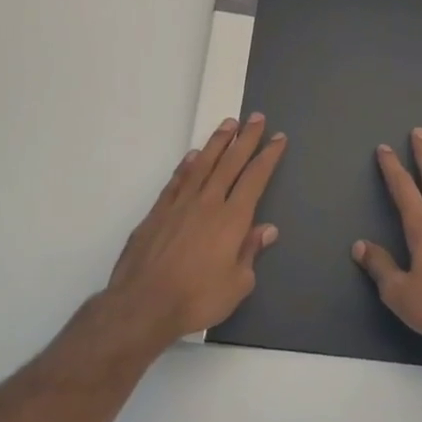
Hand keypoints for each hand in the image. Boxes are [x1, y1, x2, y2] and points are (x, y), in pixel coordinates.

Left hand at [106, 114, 287, 343]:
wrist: (144, 304)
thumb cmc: (198, 298)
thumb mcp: (238, 283)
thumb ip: (250, 252)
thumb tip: (266, 230)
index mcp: (232, 219)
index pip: (255, 179)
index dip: (268, 157)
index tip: (278, 138)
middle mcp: (208, 203)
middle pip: (230, 163)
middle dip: (246, 139)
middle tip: (256, 117)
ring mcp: (179, 205)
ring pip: (202, 165)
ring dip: (217, 143)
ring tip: (228, 124)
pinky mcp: (157, 213)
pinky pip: (176, 181)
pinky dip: (186, 165)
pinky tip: (193, 155)